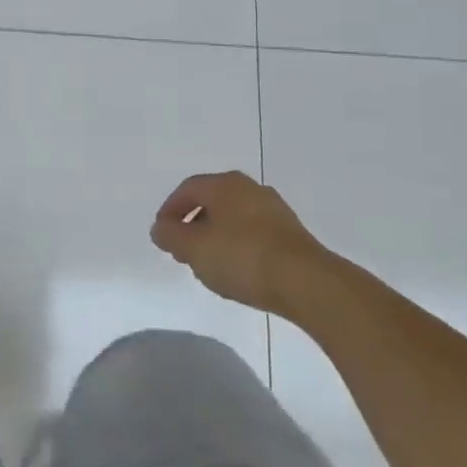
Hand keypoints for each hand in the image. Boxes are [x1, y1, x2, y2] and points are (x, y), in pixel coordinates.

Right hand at [151, 171, 328, 313]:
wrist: (306, 282)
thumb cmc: (242, 257)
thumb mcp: (194, 249)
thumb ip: (171, 236)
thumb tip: (160, 228)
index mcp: (225, 184)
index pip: (187, 189)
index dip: (169, 210)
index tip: (162, 235)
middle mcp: (250, 189)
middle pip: (212, 202)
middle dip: (192, 225)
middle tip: (182, 251)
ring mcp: (275, 211)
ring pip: (234, 219)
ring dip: (216, 237)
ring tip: (209, 265)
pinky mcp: (292, 234)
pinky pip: (254, 234)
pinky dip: (239, 247)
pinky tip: (238, 271)